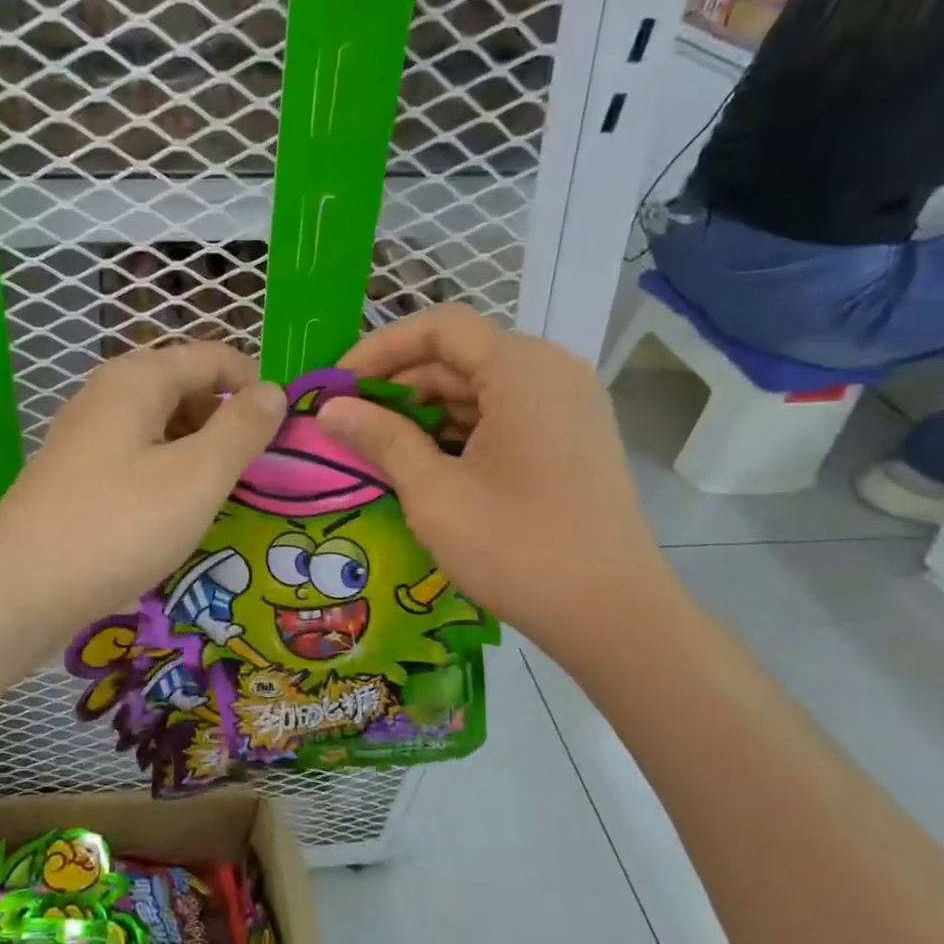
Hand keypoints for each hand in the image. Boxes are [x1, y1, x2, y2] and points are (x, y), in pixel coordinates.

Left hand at [0, 342, 284, 639]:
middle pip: (187, 389)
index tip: (287, 432)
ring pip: (163, 427)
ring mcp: (88, 436)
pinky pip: (139, 458)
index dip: (256, 386)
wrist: (20, 591)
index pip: (213, 357)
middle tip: (260, 472)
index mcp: (138, 379)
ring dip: (201, 453)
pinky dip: (170, 475)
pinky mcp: (78, 474)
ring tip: (226, 496)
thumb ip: (241, 429)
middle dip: (228, 422)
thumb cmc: (118, 526)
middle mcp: (108, 395)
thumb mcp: (197, 476)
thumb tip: (273, 391)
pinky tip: (180, 513)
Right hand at [318, 305, 676, 669]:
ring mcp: (567, 405)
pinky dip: (459, 428)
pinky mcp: (570, 437)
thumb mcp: (435, 493)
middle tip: (349, 422)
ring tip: (378, 446)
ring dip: (425, 409)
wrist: (612, 615)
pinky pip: (504, 413)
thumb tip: (330, 409)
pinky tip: (425, 462)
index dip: (380, 349)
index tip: (337, 386)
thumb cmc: (517, 548)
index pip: (440, 328)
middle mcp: (551, 372)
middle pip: (460, 355)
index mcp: (522, 370)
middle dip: (398, 384)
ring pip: (480, 386)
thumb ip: (380, 439)